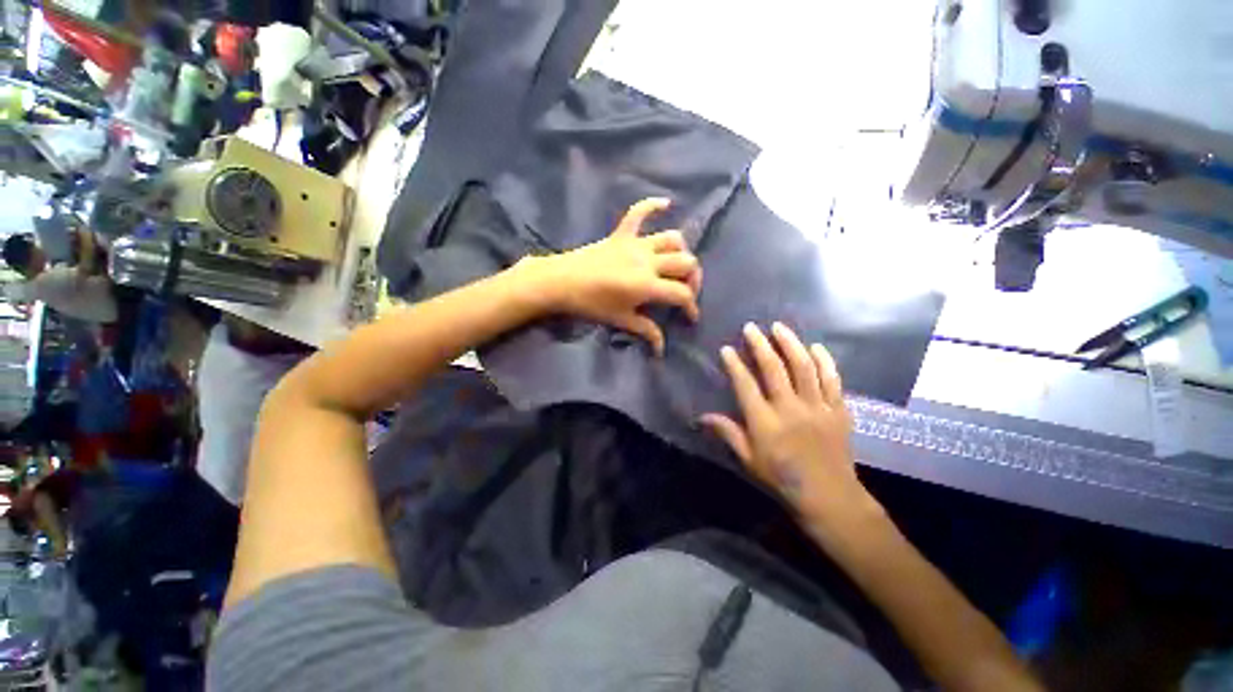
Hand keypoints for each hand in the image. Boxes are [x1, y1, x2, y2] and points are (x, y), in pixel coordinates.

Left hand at [518, 197, 701, 354]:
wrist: (560, 282)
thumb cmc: (590, 304)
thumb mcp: (620, 319)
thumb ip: (645, 330)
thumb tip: (661, 348)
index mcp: (647, 285)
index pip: (681, 293)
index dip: (691, 307)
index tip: (690, 317)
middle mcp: (647, 261)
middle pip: (686, 262)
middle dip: (693, 279)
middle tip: (686, 291)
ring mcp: (635, 244)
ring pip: (672, 238)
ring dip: (681, 251)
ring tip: (677, 264)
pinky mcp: (621, 233)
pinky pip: (639, 212)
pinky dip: (653, 206)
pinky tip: (666, 204)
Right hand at [702, 322, 876, 527]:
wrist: (829, 497)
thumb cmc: (781, 479)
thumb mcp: (748, 459)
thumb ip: (727, 433)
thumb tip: (701, 417)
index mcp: (765, 422)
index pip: (746, 385)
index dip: (735, 365)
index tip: (727, 349)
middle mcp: (790, 409)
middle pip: (774, 369)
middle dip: (760, 345)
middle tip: (751, 328)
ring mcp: (817, 407)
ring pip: (804, 367)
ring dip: (791, 344)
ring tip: (780, 328)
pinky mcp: (839, 410)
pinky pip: (833, 380)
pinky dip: (825, 361)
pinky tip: (816, 347)